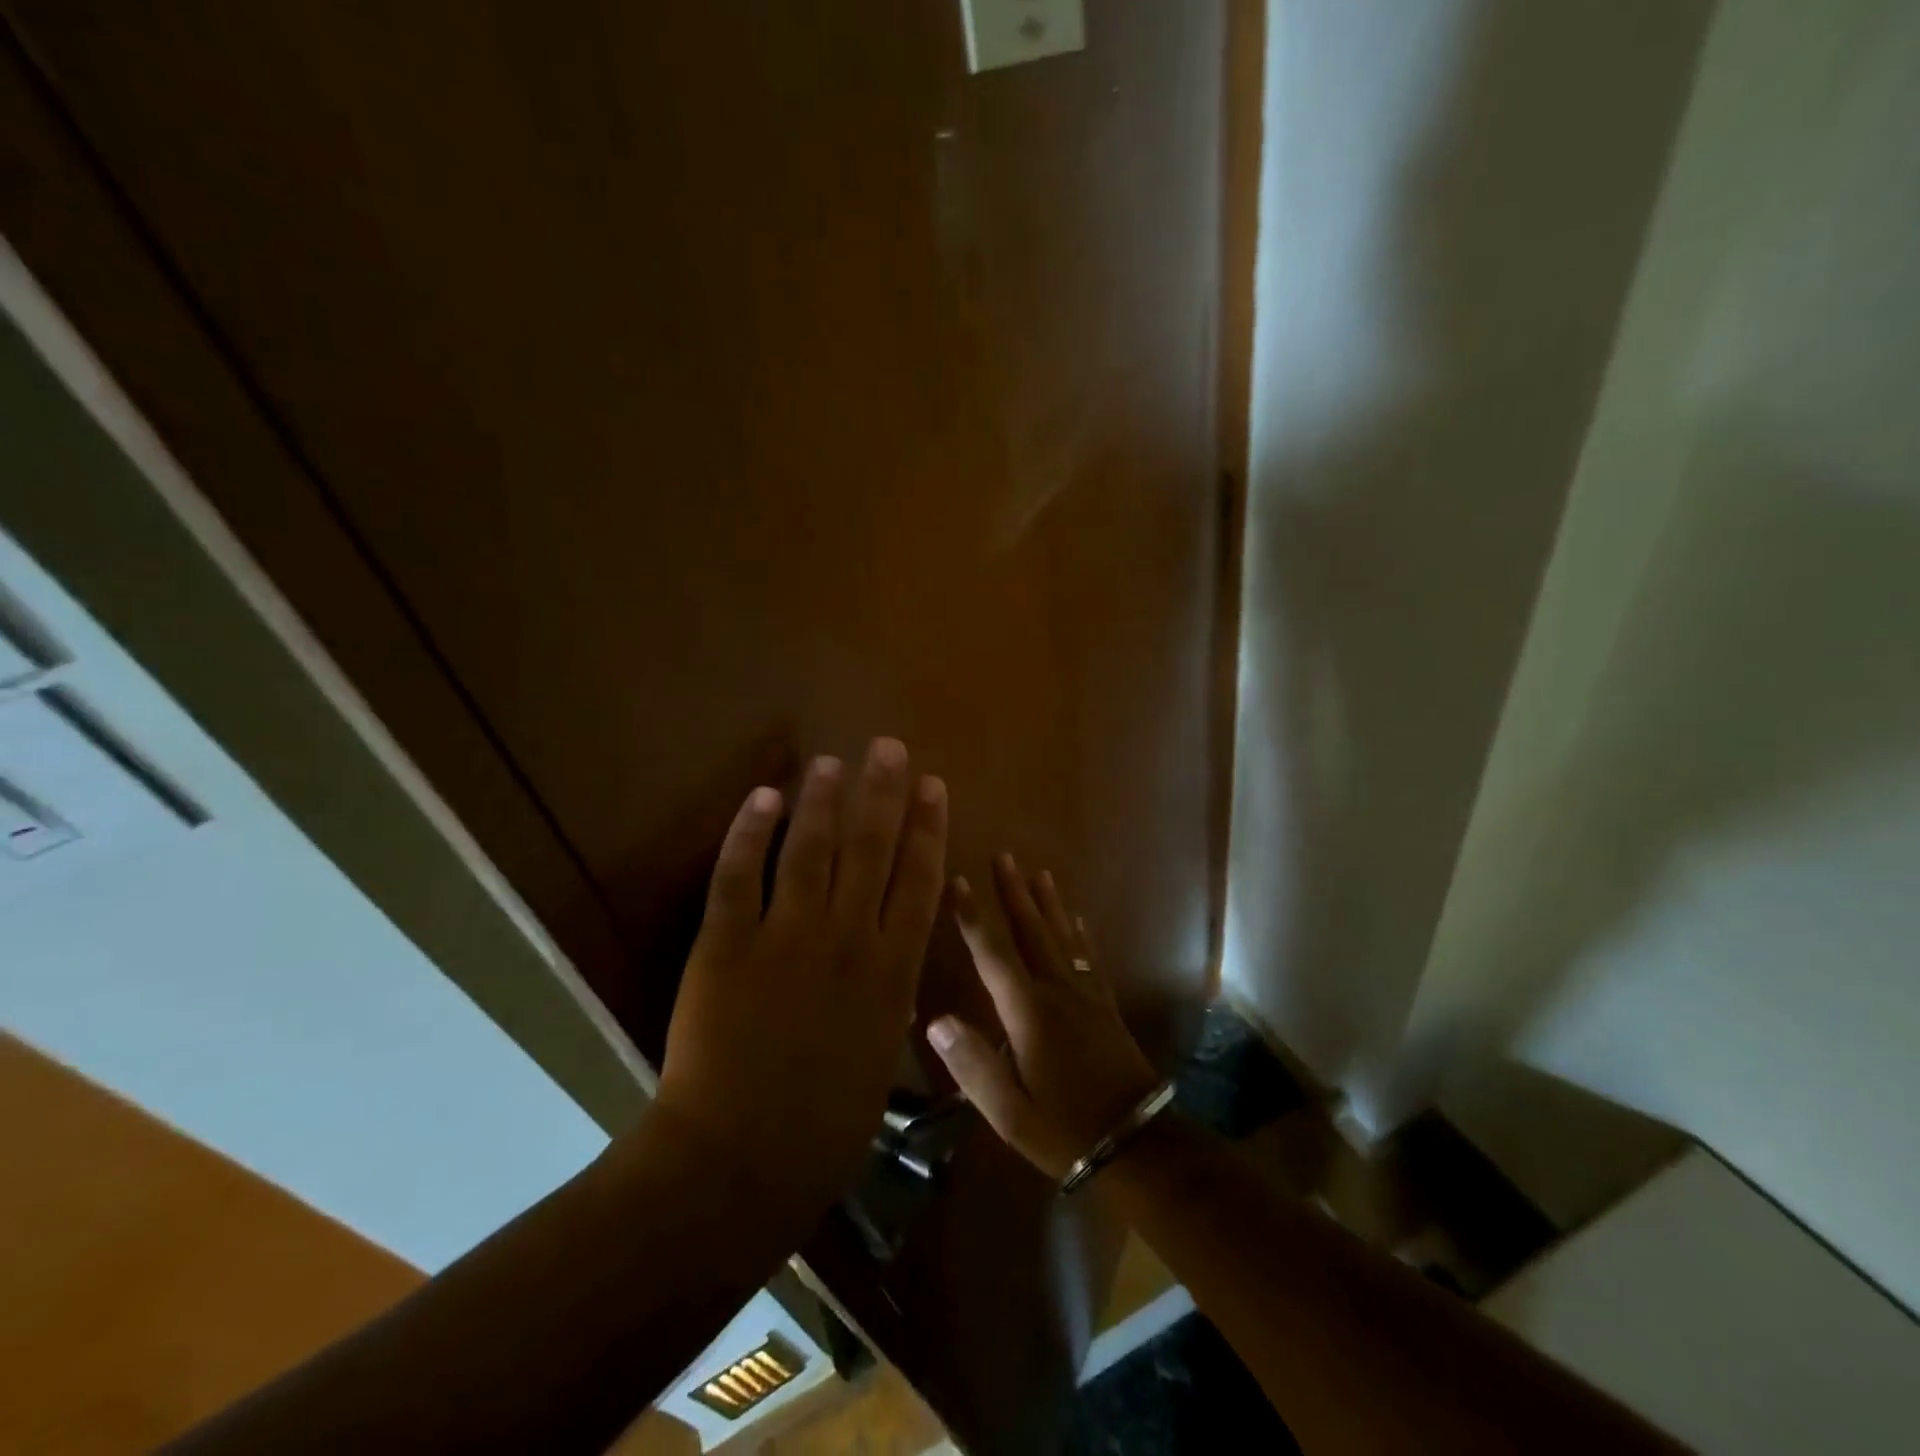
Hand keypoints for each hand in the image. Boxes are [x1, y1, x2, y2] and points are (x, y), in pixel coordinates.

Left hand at [646, 738, 947, 1222]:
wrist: (741, 1161)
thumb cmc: (825, 1125)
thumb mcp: (881, 1053)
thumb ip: (888, 994)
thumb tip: (890, 955)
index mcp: (892, 970)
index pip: (919, 879)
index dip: (928, 827)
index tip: (932, 786)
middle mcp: (848, 939)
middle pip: (871, 849)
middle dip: (882, 793)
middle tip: (887, 748)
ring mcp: (786, 937)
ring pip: (810, 849)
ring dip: (822, 800)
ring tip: (832, 762)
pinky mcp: (727, 944)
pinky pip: (740, 875)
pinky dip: (751, 832)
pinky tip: (764, 797)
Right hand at [926, 854, 1160, 1180]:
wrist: (1135, 1142)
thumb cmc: (1063, 1128)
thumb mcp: (1008, 1110)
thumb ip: (971, 1064)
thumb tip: (936, 1019)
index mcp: (1028, 1012)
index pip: (992, 955)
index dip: (972, 918)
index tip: (958, 882)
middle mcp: (1056, 991)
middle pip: (1032, 930)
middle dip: (1014, 893)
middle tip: (1004, 856)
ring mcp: (1085, 994)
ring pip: (1062, 936)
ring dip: (1048, 902)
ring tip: (1039, 872)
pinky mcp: (1104, 1005)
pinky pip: (1088, 957)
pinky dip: (1079, 933)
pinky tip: (1077, 919)